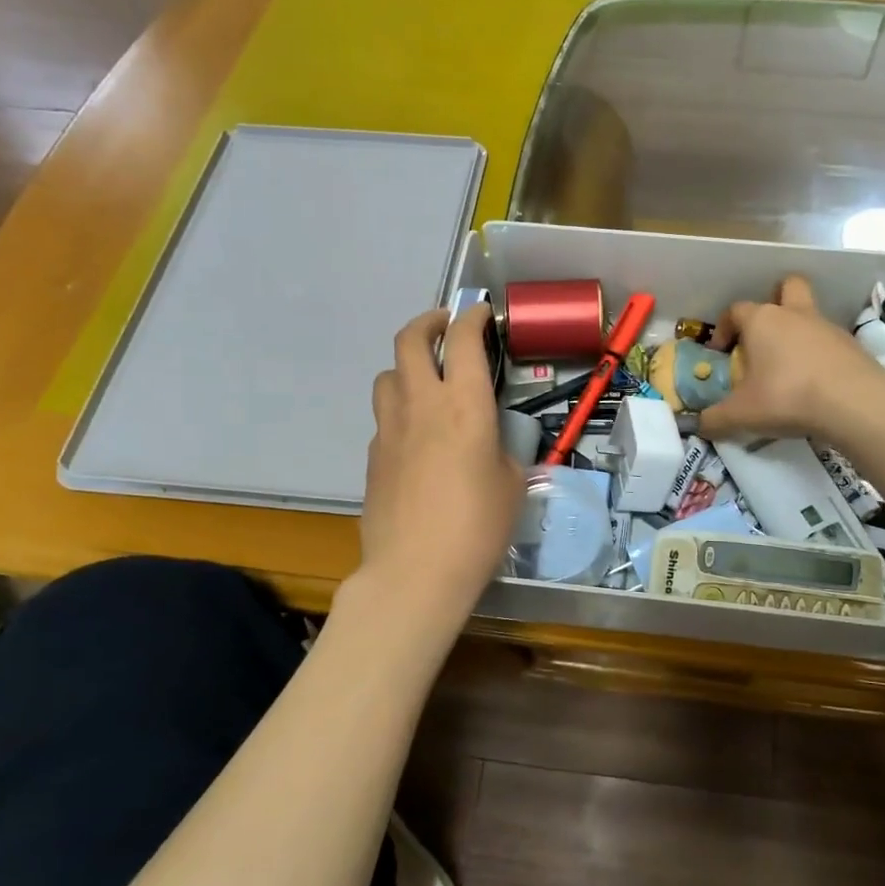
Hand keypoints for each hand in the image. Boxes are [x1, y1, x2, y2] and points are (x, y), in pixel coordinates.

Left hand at [362, 302, 522, 620]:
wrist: (415, 571)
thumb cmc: (478, 527)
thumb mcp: (511, 483)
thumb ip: (501, 450)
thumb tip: (489, 443)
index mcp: (464, 405)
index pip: (464, 340)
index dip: (473, 318)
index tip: (482, 314)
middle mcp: (421, 404)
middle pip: (410, 340)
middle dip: (428, 323)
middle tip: (445, 328)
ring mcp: (389, 428)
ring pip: (387, 374)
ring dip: (407, 366)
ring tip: (426, 382)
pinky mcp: (372, 455)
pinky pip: (385, 417)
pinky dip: (400, 411)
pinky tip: (417, 438)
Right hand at [700, 275, 884, 444]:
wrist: (853, 402)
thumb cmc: (786, 396)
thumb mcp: (741, 414)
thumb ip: (715, 419)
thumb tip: (700, 425)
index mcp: (762, 320)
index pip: (736, 310)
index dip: (724, 328)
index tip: (721, 352)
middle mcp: (794, 314)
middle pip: (786, 287)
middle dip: (774, 300)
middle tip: (765, 333)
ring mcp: (826, 327)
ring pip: (809, 314)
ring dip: (797, 332)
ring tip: (788, 368)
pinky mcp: (851, 346)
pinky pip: (828, 342)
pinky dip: (819, 355)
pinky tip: (814, 383)